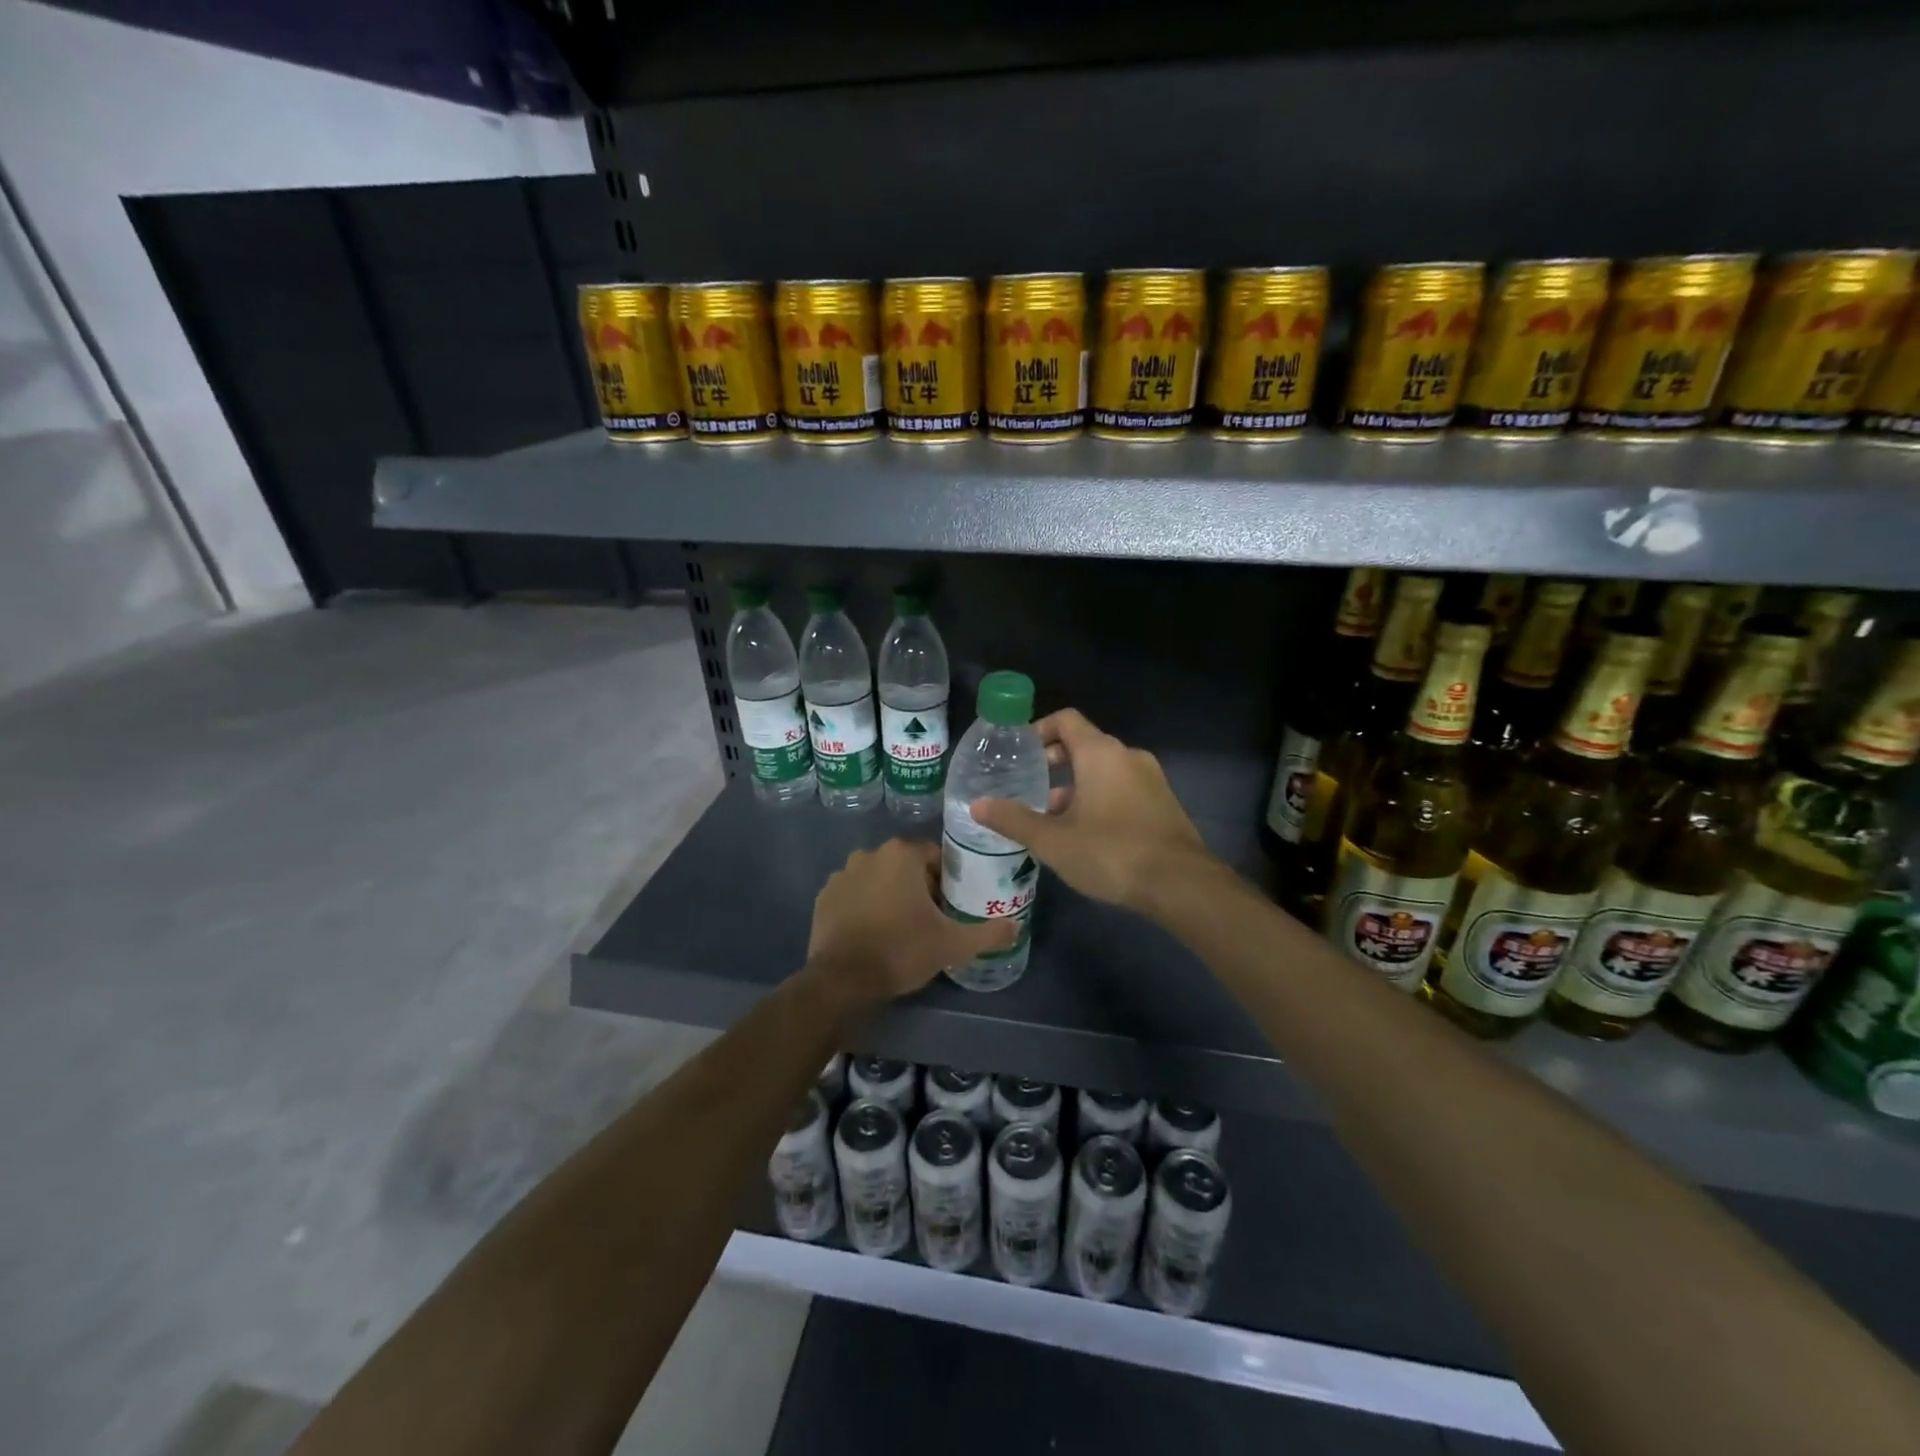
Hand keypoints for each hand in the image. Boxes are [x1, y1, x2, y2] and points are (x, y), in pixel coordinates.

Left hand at [806, 839, 1017, 1007]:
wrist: (842, 981)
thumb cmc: (901, 951)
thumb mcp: (952, 945)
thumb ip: (988, 933)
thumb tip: (1017, 927)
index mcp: (902, 855)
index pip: (935, 856)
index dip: (947, 880)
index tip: (951, 905)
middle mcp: (870, 854)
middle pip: (905, 866)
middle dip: (919, 887)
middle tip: (931, 919)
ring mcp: (842, 874)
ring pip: (878, 879)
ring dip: (890, 895)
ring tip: (901, 928)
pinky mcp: (823, 897)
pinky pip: (854, 895)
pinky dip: (864, 906)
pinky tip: (873, 933)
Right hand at [968, 708, 1208, 913]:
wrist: (1182, 884)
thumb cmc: (1111, 852)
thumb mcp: (1053, 840)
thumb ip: (1013, 820)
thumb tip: (976, 805)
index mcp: (1101, 753)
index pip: (1066, 720)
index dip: (1039, 730)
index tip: (1020, 752)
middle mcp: (1128, 756)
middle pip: (1085, 744)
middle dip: (1055, 761)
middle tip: (1030, 785)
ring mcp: (1152, 779)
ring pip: (1105, 770)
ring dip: (1078, 785)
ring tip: (1054, 817)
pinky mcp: (1164, 803)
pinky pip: (1124, 787)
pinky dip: (1101, 798)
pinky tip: (1088, 834)